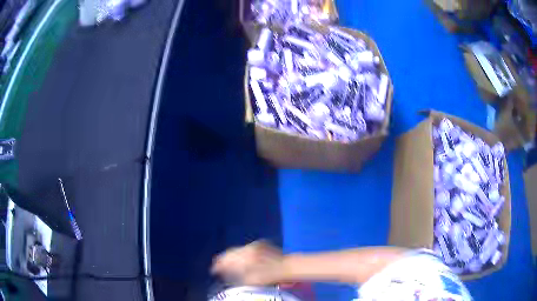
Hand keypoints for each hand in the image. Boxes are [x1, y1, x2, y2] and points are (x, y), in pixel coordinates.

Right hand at [211, 240, 284, 285]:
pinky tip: (240, 257)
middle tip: (217, 265)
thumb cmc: (270, 276)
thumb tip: (225, 273)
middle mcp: (248, 248)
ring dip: (231, 255)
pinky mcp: (262, 243)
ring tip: (226, 261)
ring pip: (238, 249)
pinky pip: (247, 248)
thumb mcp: (251, 280)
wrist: (288, 266)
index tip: (213, 270)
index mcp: (244, 257)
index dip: (218, 265)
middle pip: (231, 252)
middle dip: (223, 259)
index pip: (226, 259)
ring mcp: (255, 244)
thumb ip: (236, 276)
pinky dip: (241, 252)